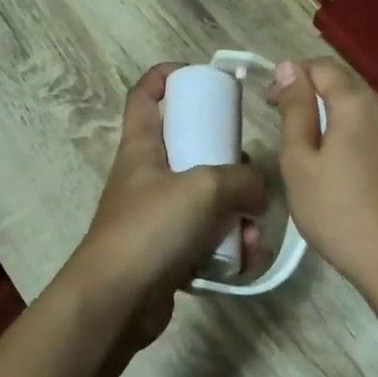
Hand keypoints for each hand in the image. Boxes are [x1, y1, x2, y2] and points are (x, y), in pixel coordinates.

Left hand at [63, 63, 267, 353]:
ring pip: (204, 198)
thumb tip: (261, 194)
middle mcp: (147, 177)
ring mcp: (156, 216)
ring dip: (235, 209)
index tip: (199, 75)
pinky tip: (246, 256)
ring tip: (254, 227)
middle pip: (188, 148)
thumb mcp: (205, 188)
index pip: (145, 95)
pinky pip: (206, 238)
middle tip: (248, 166)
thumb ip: (243, 181)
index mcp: (142, 148)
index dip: (167, 76)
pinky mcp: (168, 252)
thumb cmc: (152, 229)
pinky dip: (228, 244)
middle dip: (224, 156)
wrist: (116, 302)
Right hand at [267, 57, 377, 300]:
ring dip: (357, 136)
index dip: (294, 78)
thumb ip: (296, 110)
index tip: (274, 102)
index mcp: (359, 105)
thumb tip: (290, 68)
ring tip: (342, 175)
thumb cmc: (339, 215)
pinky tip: (376, 191)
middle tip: (304, 148)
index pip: (324, 68)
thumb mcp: (300, 164)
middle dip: (325, 111)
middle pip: (353, 97)